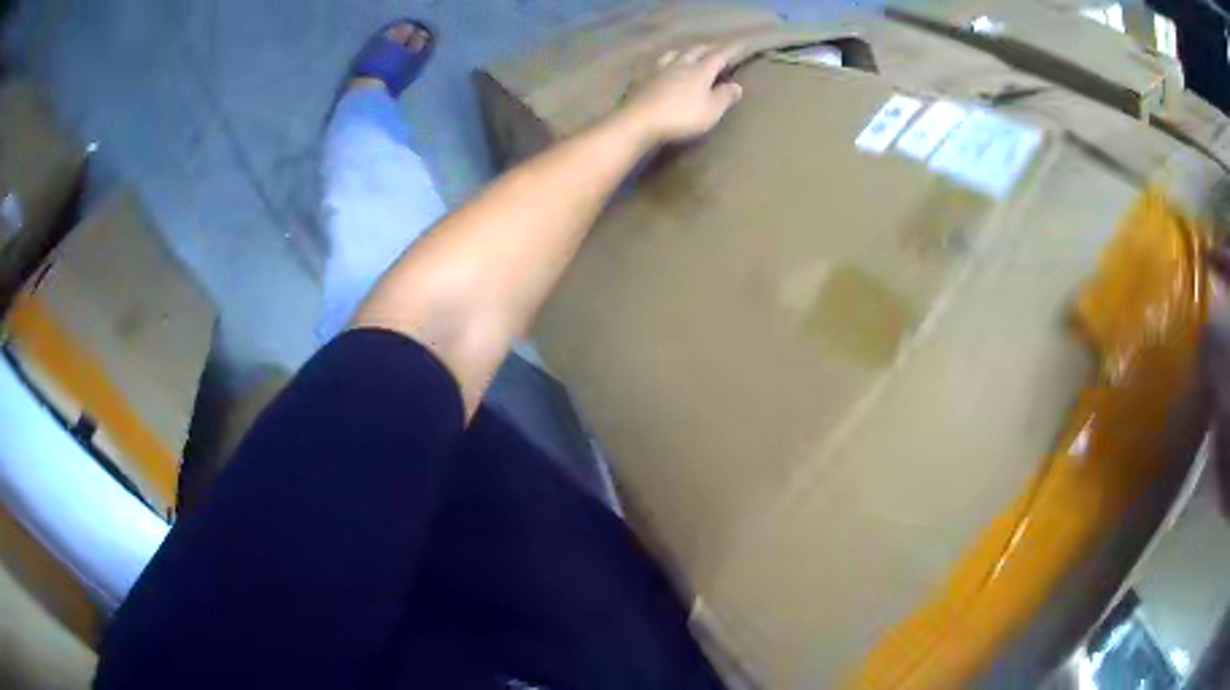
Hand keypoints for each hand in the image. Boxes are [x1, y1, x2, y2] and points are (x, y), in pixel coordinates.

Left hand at [616, 43, 744, 146]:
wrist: (638, 120)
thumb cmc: (681, 117)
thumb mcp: (711, 111)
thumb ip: (725, 97)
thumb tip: (737, 86)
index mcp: (700, 71)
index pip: (719, 56)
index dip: (731, 50)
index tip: (740, 44)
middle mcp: (679, 64)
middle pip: (695, 51)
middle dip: (707, 48)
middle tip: (714, 47)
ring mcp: (657, 69)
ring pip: (672, 54)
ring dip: (682, 52)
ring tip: (686, 53)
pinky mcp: (639, 78)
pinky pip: (652, 64)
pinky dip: (660, 62)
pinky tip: (657, 66)